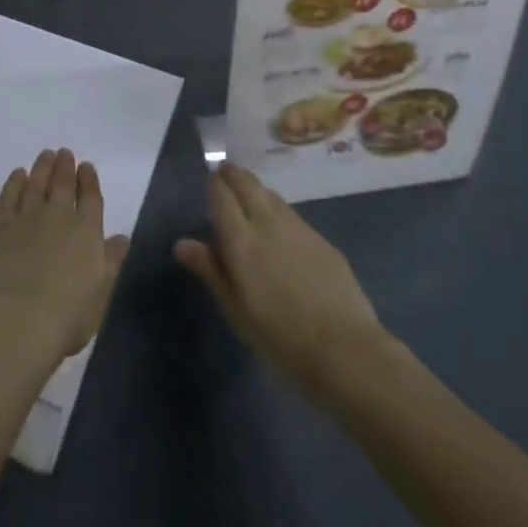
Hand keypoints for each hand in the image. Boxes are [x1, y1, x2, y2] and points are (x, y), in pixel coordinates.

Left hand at [0, 149, 129, 369]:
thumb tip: (122, 238)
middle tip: (64, 153)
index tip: (86, 166)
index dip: (88, 180)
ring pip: (36, 184)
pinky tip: (18, 175)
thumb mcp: (101, 294)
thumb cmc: (66, 317)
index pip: (91, 198)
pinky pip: (9, 196)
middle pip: (63, 184)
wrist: (17, 322)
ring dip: (42, 168)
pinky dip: (15, 183)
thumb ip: (111, 262)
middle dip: (65, 167)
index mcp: (87, 232)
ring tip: (45, 155)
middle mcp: (59, 217)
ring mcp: (27, 218)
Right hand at [175, 163, 382, 396]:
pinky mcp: (321, 238)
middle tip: (224, 180)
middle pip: (246, 181)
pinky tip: (280, 234)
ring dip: (255, 190)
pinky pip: (291, 213)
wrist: (345, 351)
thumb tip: (182, 243)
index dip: (213, 185)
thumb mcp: (236, 311)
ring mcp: (298, 227)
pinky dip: (277, 211)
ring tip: (249, 202)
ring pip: (270, 193)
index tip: (209, 189)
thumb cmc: (280, 339)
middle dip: (233, 175)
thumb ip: (211, 271)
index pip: (220, 193)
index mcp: (241, 239)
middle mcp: (267, 222)